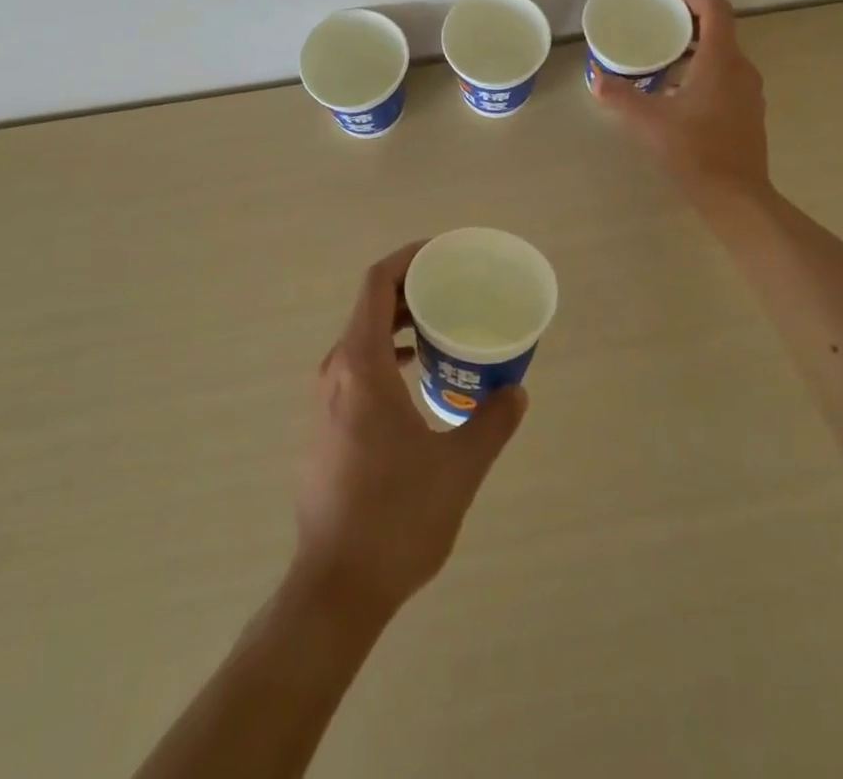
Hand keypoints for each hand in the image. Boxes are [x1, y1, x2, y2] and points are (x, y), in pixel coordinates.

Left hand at [293, 245, 527, 616]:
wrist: (335, 588)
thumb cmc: (396, 517)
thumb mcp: (458, 467)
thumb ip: (491, 422)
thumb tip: (517, 391)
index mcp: (361, 365)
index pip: (377, 283)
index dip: (409, 258)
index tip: (445, 254)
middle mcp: (336, 371)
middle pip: (370, 306)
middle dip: (413, 289)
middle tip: (456, 290)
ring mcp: (325, 400)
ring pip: (363, 338)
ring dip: (401, 325)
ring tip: (444, 330)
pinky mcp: (325, 426)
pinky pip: (358, 368)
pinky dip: (389, 356)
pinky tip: (419, 379)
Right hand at [592, 0, 770, 205]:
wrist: (735, 195)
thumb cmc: (694, 149)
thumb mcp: (649, 120)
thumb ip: (621, 96)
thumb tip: (597, 79)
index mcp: (721, 60)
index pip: (715, 10)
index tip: (666, 2)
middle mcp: (742, 69)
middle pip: (719, 32)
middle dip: (687, 27)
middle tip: (655, 32)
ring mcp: (749, 93)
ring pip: (723, 58)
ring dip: (694, 55)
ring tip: (661, 65)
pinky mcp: (749, 114)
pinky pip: (727, 81)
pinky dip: (704, 76)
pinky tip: (678, 98)